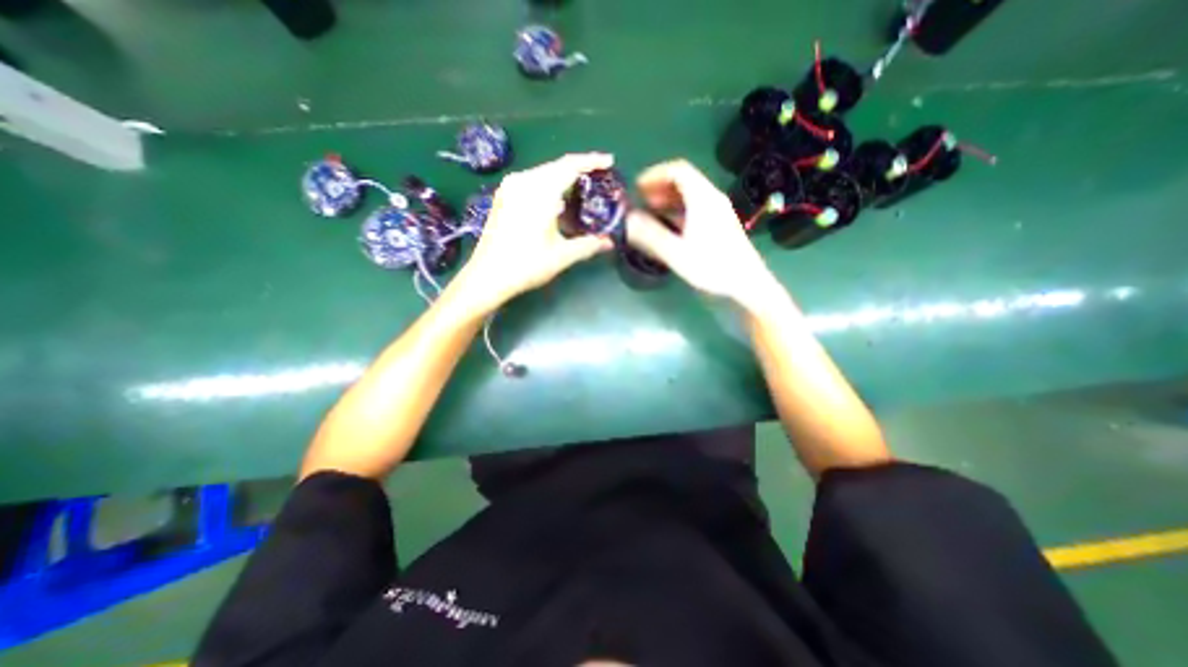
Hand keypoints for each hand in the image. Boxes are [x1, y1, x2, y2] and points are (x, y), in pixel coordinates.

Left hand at [455, 153, 611, 312]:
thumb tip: (609, 242)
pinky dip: (548, 187)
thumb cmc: (526, 265)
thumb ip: (588, 245)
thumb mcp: (561, 256)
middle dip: (579, 170)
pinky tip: (556, 202)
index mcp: (539, 192)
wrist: (487, 276)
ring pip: (543, 174)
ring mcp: (510, 188)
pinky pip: (531, 182)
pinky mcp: (503, 198)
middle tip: (598, 178)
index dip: (591, 161)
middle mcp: (523, 182)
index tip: (609, 161)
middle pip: (556, 167)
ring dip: (562, 178)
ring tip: (580, 190)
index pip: (570, 166)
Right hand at [625, 158, 786, 311]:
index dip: (655, 175)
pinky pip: (695, 209)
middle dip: (659, 188)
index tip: (637, 188)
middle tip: (641, 202)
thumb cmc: (712, 267)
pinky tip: (668, 227)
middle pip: (684, 182)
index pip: (678, 171)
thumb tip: (627, 221)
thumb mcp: (676, 253)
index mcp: (703, 199)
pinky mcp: (719, 226)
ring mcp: (717, 213)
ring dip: (668, 200)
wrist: (746, 284)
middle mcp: (712, 199)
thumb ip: (650, 235)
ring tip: (650, 213)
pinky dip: (678, 212)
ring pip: (690, 196)